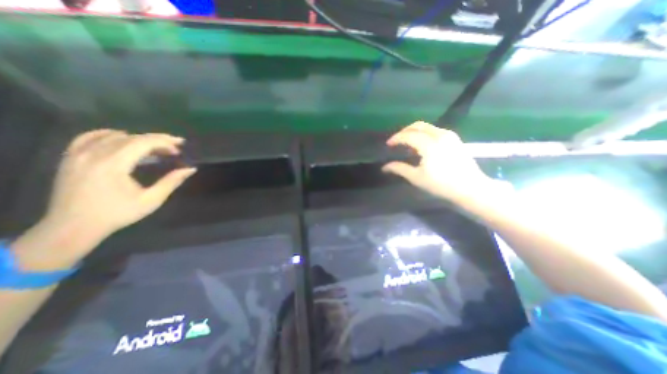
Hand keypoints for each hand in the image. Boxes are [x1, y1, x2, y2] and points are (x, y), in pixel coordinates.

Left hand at [11, 130, 195, 270]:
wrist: (73, 227)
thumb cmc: (117, 214)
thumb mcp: (151, 200)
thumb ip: (171, 182)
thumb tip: (190, 169)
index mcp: (113, 165)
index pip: (142, 143)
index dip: (164, 142)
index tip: (180, 147)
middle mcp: (93, 154)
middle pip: (130, 137)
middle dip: (156, 139)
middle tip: (174, 147)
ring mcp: (78, 155)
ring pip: (113, 136)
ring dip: (138, 138)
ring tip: (154, 147)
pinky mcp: (70, 158)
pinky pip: (88, 137)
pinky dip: (108, 134)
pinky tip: (121, 138)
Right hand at [383, 121, 508, 202]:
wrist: (470, 188)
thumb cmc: (441, 185)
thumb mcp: (416, 178)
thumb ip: (399, 169)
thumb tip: (384, 167)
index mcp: (429, 144)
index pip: (408, 135)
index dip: (396, 138)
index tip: (388, 145)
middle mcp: (440, 135)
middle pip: (418, 125)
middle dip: (404, 131)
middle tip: (396, 141)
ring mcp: (449, 136)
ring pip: (427, 126)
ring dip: (414, 132)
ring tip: (407, 143)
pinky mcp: (455, 139)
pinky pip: (435, 130)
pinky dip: (424, 134)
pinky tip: (421, 145)